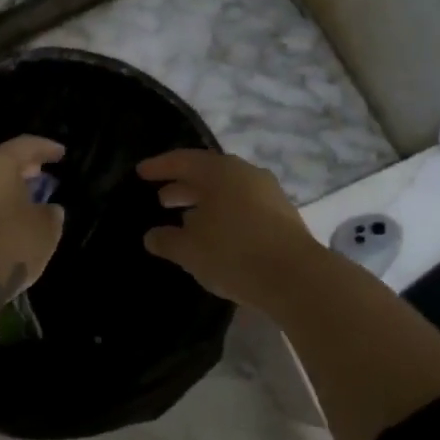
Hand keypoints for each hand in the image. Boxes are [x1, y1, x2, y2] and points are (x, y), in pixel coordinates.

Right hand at [137, 149, 323, 309]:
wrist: (297, 278)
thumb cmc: (234, 254)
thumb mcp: (190, 250)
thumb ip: (167, 240)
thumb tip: (152, 235)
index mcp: (221, 172)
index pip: (184, 160)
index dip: (160, 166)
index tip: (141, 172)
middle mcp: (247, 175)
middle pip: (208, 174)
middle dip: (183, 186)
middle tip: (161, 199)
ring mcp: (269, 195)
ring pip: (228, 192)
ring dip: (204, 203)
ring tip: (186, 220)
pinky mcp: (283, 217)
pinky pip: (244, 207)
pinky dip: (224, 215)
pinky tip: (216, 235)